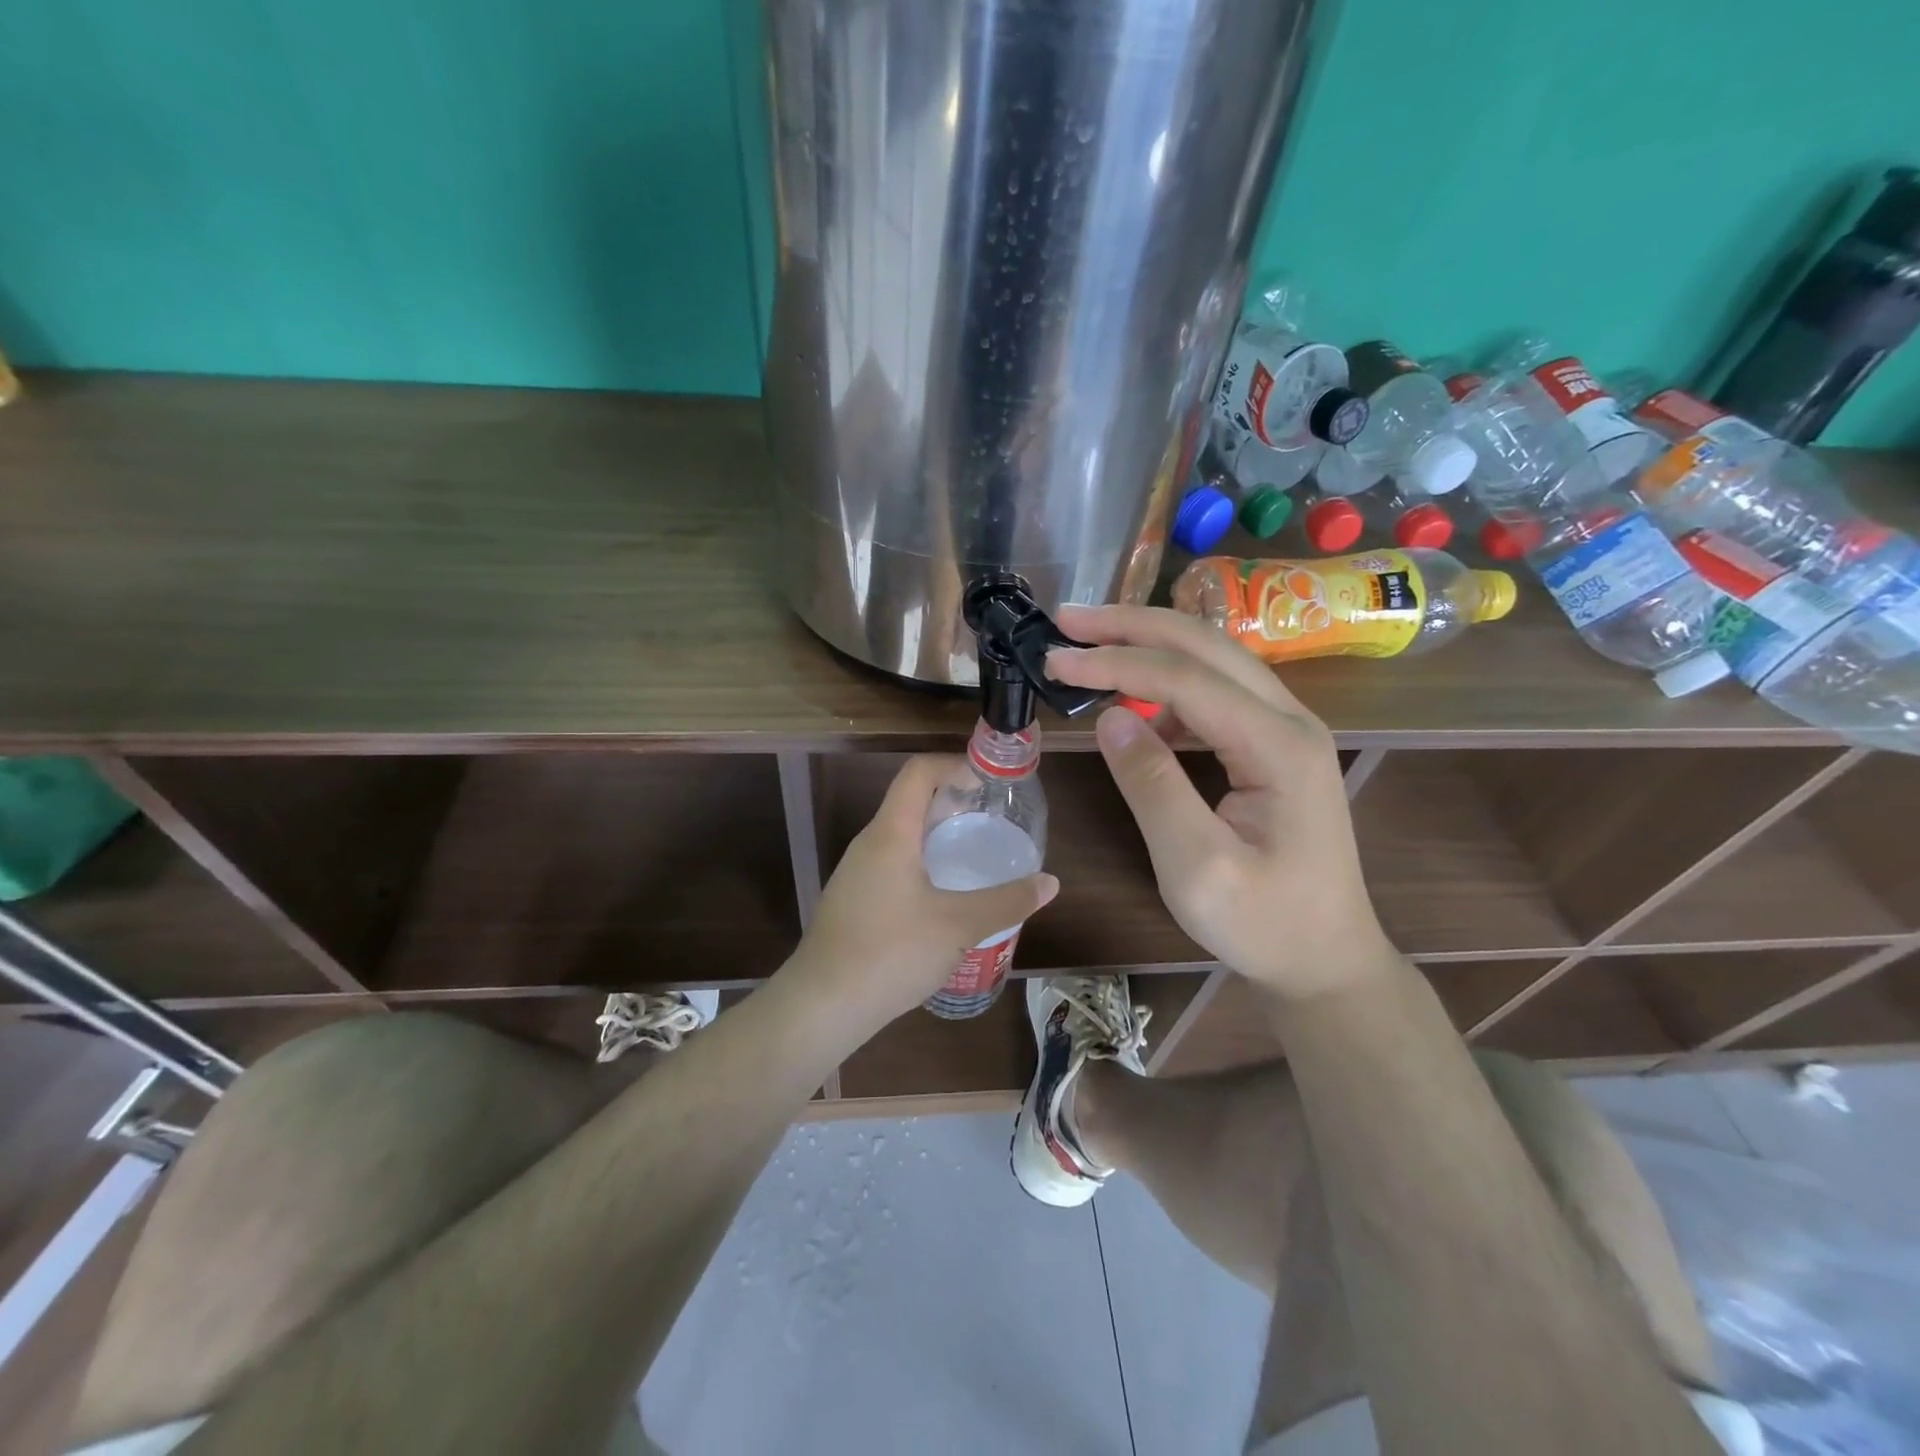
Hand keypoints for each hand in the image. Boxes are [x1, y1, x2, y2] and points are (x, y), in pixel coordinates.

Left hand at [785, 755, 1059, 1031]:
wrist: (822, 1006)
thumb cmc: (892, 952)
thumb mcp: (959, 926)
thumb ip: (1007, 901)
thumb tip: (1050, 883)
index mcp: (891, 833)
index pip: (918, 771)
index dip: (954, 764)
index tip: (988, 782)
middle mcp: (869, 843)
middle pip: (910, 801)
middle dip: (952, 802)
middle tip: (991, 820)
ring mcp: (855, 873)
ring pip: (900, 836)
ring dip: (937, 836)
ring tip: (973, 856)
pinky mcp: (852, 900)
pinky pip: (891, 864)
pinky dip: (921, 864)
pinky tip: (943, 898)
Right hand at [1047, 605, 1395, 999]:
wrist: (1326, 960)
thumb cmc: (1262, 923)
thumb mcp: (1195, 866)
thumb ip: (1152, 785)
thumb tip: (1110, 715)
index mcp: (1278, 745)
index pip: (1185, 677)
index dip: (1114, 660)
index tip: (1054, 658)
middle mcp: (1290, 719)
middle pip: (1205, 644)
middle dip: (1131, 625)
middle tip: (1066, 620)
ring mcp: (1285, 729)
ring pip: (1212, 660)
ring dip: (1148, 646)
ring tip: (1088, 650)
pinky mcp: (1272, 745)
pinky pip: (1216, 694)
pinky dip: (1166, 686)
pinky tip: (1133, 708)